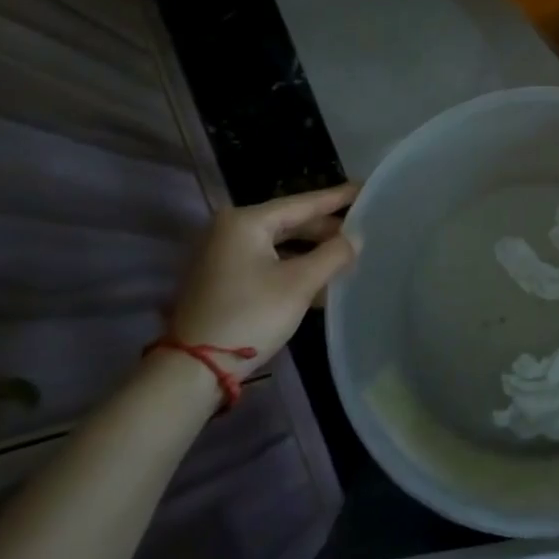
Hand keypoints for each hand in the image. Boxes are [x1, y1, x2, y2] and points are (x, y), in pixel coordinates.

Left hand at [165, 184, 360, 377]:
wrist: (193, 370)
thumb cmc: (250, 316)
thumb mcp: (300, 284)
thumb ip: (333, 254)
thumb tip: (356, 238)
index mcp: (246, 222)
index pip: (303, 203)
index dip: (337, 197)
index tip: (365, 188)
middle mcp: (230, 230)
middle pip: (290, 222)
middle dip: (325, 229)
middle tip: (361, 229)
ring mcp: (222, 255)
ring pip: (279, 244)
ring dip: (311, 251)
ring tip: (346, 255)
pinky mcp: (222, 279)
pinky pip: (267, 261)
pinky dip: (293, 266)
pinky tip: (319, 278)